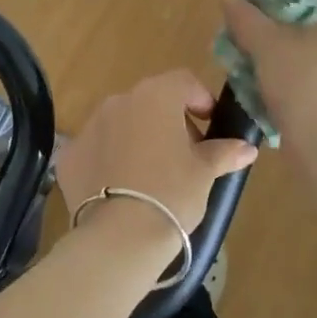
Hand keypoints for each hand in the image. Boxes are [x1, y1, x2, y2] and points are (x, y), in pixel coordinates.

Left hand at [56, 71, 258, 232]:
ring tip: (152, 174)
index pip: (184, 81)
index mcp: (156, 96)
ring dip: (138, 138)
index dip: (201, 99)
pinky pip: (97, 148)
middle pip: (151, 101)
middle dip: (170, 121)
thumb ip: (224, 152)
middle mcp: (119, 101)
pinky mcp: (69, 154)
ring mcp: (89, 126)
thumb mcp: (204, 173)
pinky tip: (122, 188)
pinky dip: (111, 159)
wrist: (119, 236)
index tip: (210, 126)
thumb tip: (247, 148)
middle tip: (186, 155)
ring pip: (121, 123)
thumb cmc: (172, 193)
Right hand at [220, 0, 316, 138]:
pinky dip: (272, 81)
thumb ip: (245, 18)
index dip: (262, 0)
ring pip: (289, 54)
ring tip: (235, 67)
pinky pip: (293, 78)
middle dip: (258, 33)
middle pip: (290, 25)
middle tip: (232, 42)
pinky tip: (250, 90)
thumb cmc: (301, 84)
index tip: (236, 14)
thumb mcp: (267, 44)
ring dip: (261, 59)